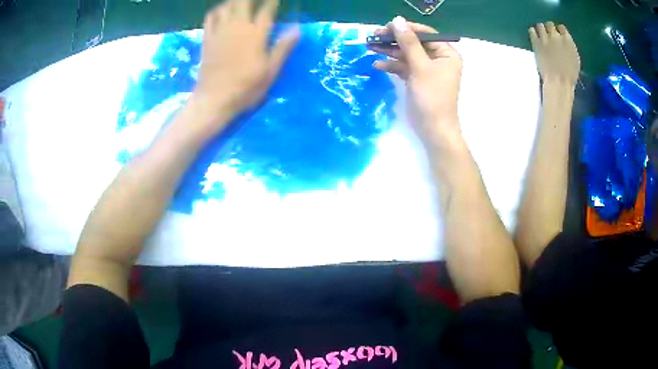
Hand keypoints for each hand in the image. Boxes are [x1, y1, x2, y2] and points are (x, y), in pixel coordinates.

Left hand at [191, 0, 298, 131]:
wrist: (214, 99)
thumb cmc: (245, 88)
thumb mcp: (270, 71)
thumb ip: (283, 48)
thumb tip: (297, 29)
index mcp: (256, 35)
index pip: (267, 10)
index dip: (272, 2)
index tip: (275, 0)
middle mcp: (238, 27)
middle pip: (243, 2)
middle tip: (257, 1)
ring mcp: (220, 31)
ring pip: (227, 6)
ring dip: (234, 1)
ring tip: (241, 2)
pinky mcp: (208, 39)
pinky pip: (211, 17)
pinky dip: (217, 10)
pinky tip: (222, 11)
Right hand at [370, 17, 462, 148]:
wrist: (433, 129)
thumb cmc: (432, 96)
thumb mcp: (420, 66)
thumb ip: (408, 42)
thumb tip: (397, 20)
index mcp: (446, 53)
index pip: (426, 34)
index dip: (406, 28)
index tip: (387, 26)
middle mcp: (438, 58)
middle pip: (414, 43)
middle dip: (394, 39)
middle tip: (374, 35)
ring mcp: (427, 69)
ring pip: (406, 54)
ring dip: (389, 51)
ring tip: (370, 46)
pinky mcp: (417, 79)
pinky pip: (404, 67)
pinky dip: (392, 65)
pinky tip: (377, 65)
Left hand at [529, 22, 579, 84]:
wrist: (559, 82)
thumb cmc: (570, 75)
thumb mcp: (575, 60)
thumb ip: (569, 47)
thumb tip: (565, 42)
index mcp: (568, 41)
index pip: (562, 28)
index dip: (559, 31)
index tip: (558, 35)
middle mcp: (556, 36)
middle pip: (550, 24)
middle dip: (549, 29)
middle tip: (548, 36)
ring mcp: (546, 38)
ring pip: (540, 25)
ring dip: (541, 29)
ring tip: (541, 36)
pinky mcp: (536, 42)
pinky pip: (532, 31)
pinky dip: (533, 32)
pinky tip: (534, 37)